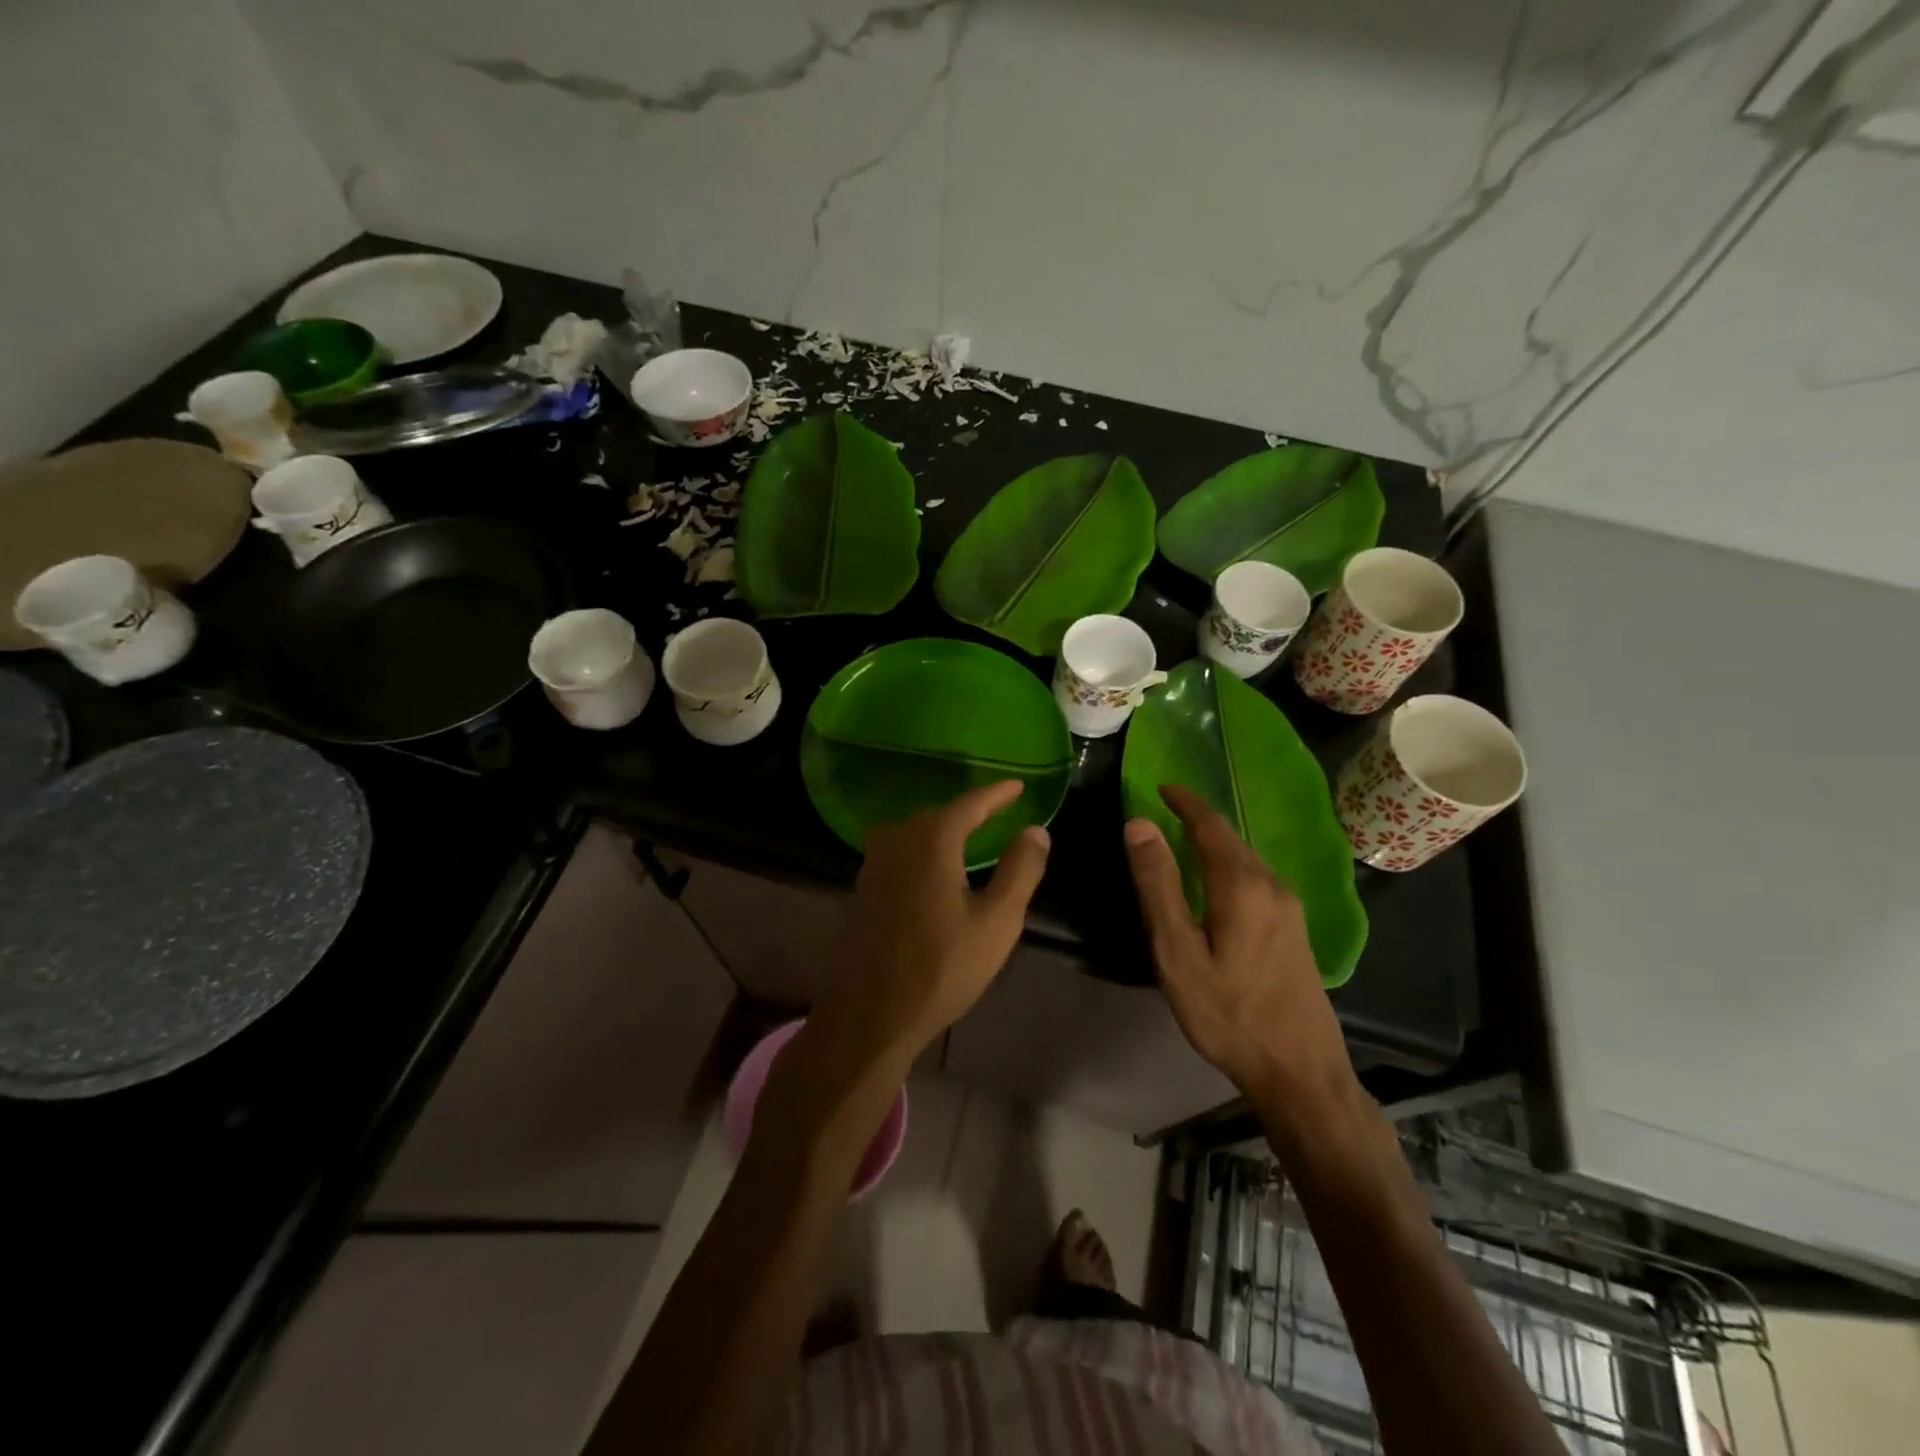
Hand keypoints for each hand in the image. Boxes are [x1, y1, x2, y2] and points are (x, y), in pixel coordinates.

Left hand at [811, 780, 1049, 1069]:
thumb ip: (1020, 871)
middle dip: (969, 810)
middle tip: (997, 809)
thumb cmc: (942, 968)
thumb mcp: (997, 922)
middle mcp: (897, 841)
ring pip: (913, 831)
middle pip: (938, 814)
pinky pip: (898, 852)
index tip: (1018, 786)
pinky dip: (922, 848)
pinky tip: (932, 867)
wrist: (870, 1015)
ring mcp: (873, 865)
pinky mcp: (862, 890)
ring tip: (968, 833)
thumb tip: (1036, 830)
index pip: (970, 804)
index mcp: (932, 841)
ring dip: (942, 828)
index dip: (997, 794)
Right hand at [1124, 784, 1351, 1102]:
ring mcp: (1289, 909)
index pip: (1210, 825)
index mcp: (1241, 885)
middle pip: (1231, 839)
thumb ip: (1158, 885)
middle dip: (1199, 819)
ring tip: (1183, 841)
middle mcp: (1271, 886)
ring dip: (1215, 843)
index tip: (1162, 786)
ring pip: (1246, 859)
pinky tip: (1216, 884)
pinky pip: (1257, 880)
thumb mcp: (1178, 952)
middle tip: (1166, 810)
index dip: (1185, 802)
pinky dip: (1229, 866)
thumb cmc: (1228, 1013)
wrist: (1300, 1072)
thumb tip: (1139, 825)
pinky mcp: (1295, 930)